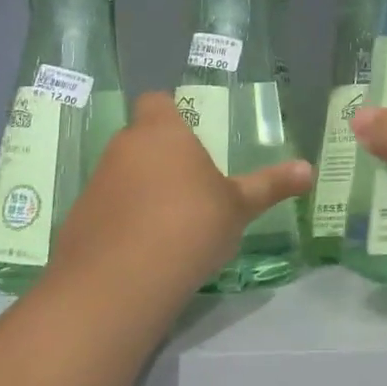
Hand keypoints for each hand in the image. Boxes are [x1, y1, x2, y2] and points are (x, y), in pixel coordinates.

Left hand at [50, 92, 311, 292]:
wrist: (119, 284)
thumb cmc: (188, 225)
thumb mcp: (238, 207)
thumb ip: (270, 186)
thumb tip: (309, 169)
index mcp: (161, 133)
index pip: (156, 101)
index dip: (170, 112)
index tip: (190, 133)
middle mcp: (123, 149)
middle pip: (140, 140)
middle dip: (162, 156)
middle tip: (192, 183)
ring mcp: (95, 186)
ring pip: (122, 176)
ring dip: (141, 190)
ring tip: (172, 222)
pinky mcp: (77, 223)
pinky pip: (107, 211)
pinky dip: (122, 222)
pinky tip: (145, 251)